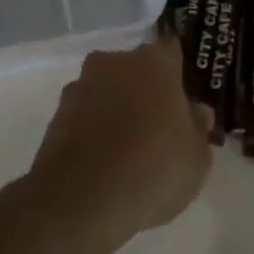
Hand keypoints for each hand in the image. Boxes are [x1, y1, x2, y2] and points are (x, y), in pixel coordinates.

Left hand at [18, 39, 213, 252]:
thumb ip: (197, 128)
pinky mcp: (56, 114)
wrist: (81, 201)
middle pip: (136, 69)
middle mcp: (113, 63)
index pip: (171, 51)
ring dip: (117, 107)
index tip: (185, 97)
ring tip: (129, 148)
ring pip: (108, 89)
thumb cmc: (153, 171)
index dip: (178, 73)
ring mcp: (80, 86)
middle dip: (146, 89)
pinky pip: (86, 114)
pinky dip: (95, 128)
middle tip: (160, 125)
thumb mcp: (197, 158)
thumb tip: (195, 111)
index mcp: (154, 63)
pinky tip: (104, 159)